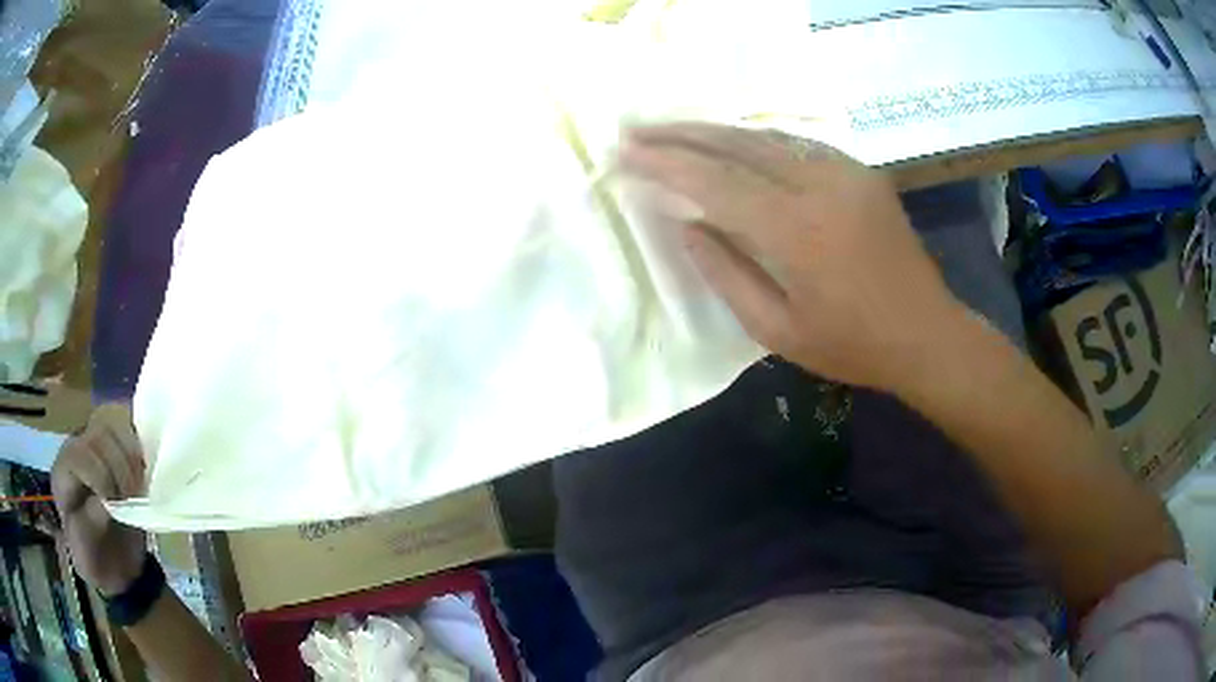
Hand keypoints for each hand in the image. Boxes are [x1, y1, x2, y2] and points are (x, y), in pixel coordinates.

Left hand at [51, 404, 147, 596]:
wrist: (114, 567)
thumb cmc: (97, 563)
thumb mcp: (88, 559)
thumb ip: (88, 527)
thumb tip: (103, 502)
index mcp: (62, 477)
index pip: (78, 455)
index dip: (100, 476)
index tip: (116, 506)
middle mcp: (74, 451)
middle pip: (97, 434)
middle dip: (119, 467)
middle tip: (131, 497)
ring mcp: (94, 444)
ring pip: (113, 421)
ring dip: (132, 454)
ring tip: (138, 484)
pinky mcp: (114, 444)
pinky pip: (127, 423)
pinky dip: (139, 441)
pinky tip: (143, 468)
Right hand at [619, 123, 960, 390]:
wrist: (927, 333)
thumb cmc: (852, 345)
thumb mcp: (777, 331)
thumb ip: (726, 274)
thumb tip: (688, 226)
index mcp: (797, 232)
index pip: (716, 182)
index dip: (666, 164)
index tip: (625, 153)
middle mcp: (820, 186)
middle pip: (737, 145)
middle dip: (680, 134)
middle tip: (636, 130)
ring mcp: (844, 171)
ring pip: (765, 136)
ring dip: (714, 132)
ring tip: (671, 131)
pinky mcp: (859, 171)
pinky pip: (795, 144)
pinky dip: (753, 140)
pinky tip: (731, 144)